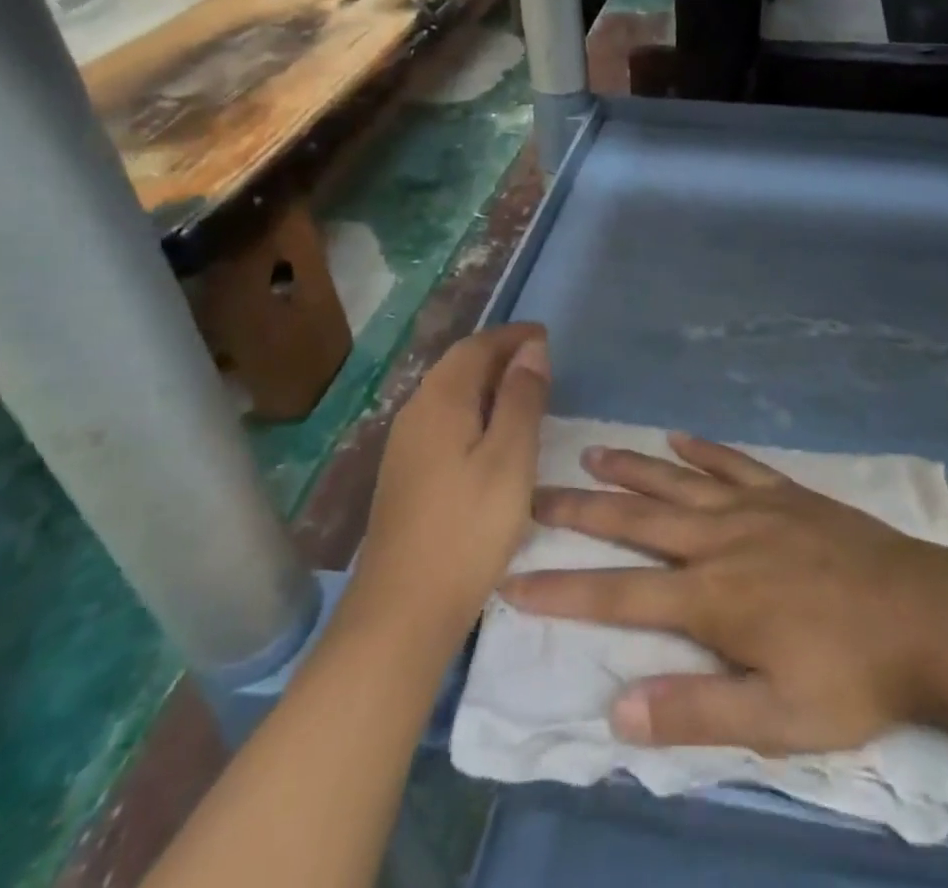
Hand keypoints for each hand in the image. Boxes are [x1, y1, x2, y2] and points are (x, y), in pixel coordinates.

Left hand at [347, 324, 550, 646]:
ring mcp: (404, 447)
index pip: (476, 347)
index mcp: (440, 401)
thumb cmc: (468, 528)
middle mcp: (415, 413)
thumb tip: (531, 348)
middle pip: (458, 366)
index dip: (511, 336)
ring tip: (523, 392)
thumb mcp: (510, 458)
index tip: (545, 335)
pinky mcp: (405, 475)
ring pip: (449, 394)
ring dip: (486, 383)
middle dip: (498, 355)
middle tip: (539, 360)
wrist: (402, 612)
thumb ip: (522, 398)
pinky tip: (492, 435)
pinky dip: (473, 410)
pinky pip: (443, 421)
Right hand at [501, 433, 947, 755]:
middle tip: (537, 492)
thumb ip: (695, 711)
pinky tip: (678, 437)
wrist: (924, 615)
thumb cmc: (849, 674)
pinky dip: (701, 449)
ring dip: (632, 466)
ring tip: (592, 450)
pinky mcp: (785, 492)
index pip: (619, 592)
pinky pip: (733, 463)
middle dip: (582, 508)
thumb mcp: (776, 719)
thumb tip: (617, 708)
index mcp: (711, 597)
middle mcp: (720, 540)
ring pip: (677, 481)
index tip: (515, 577)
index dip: (564, 587)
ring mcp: (754, 508)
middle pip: (637, 519)